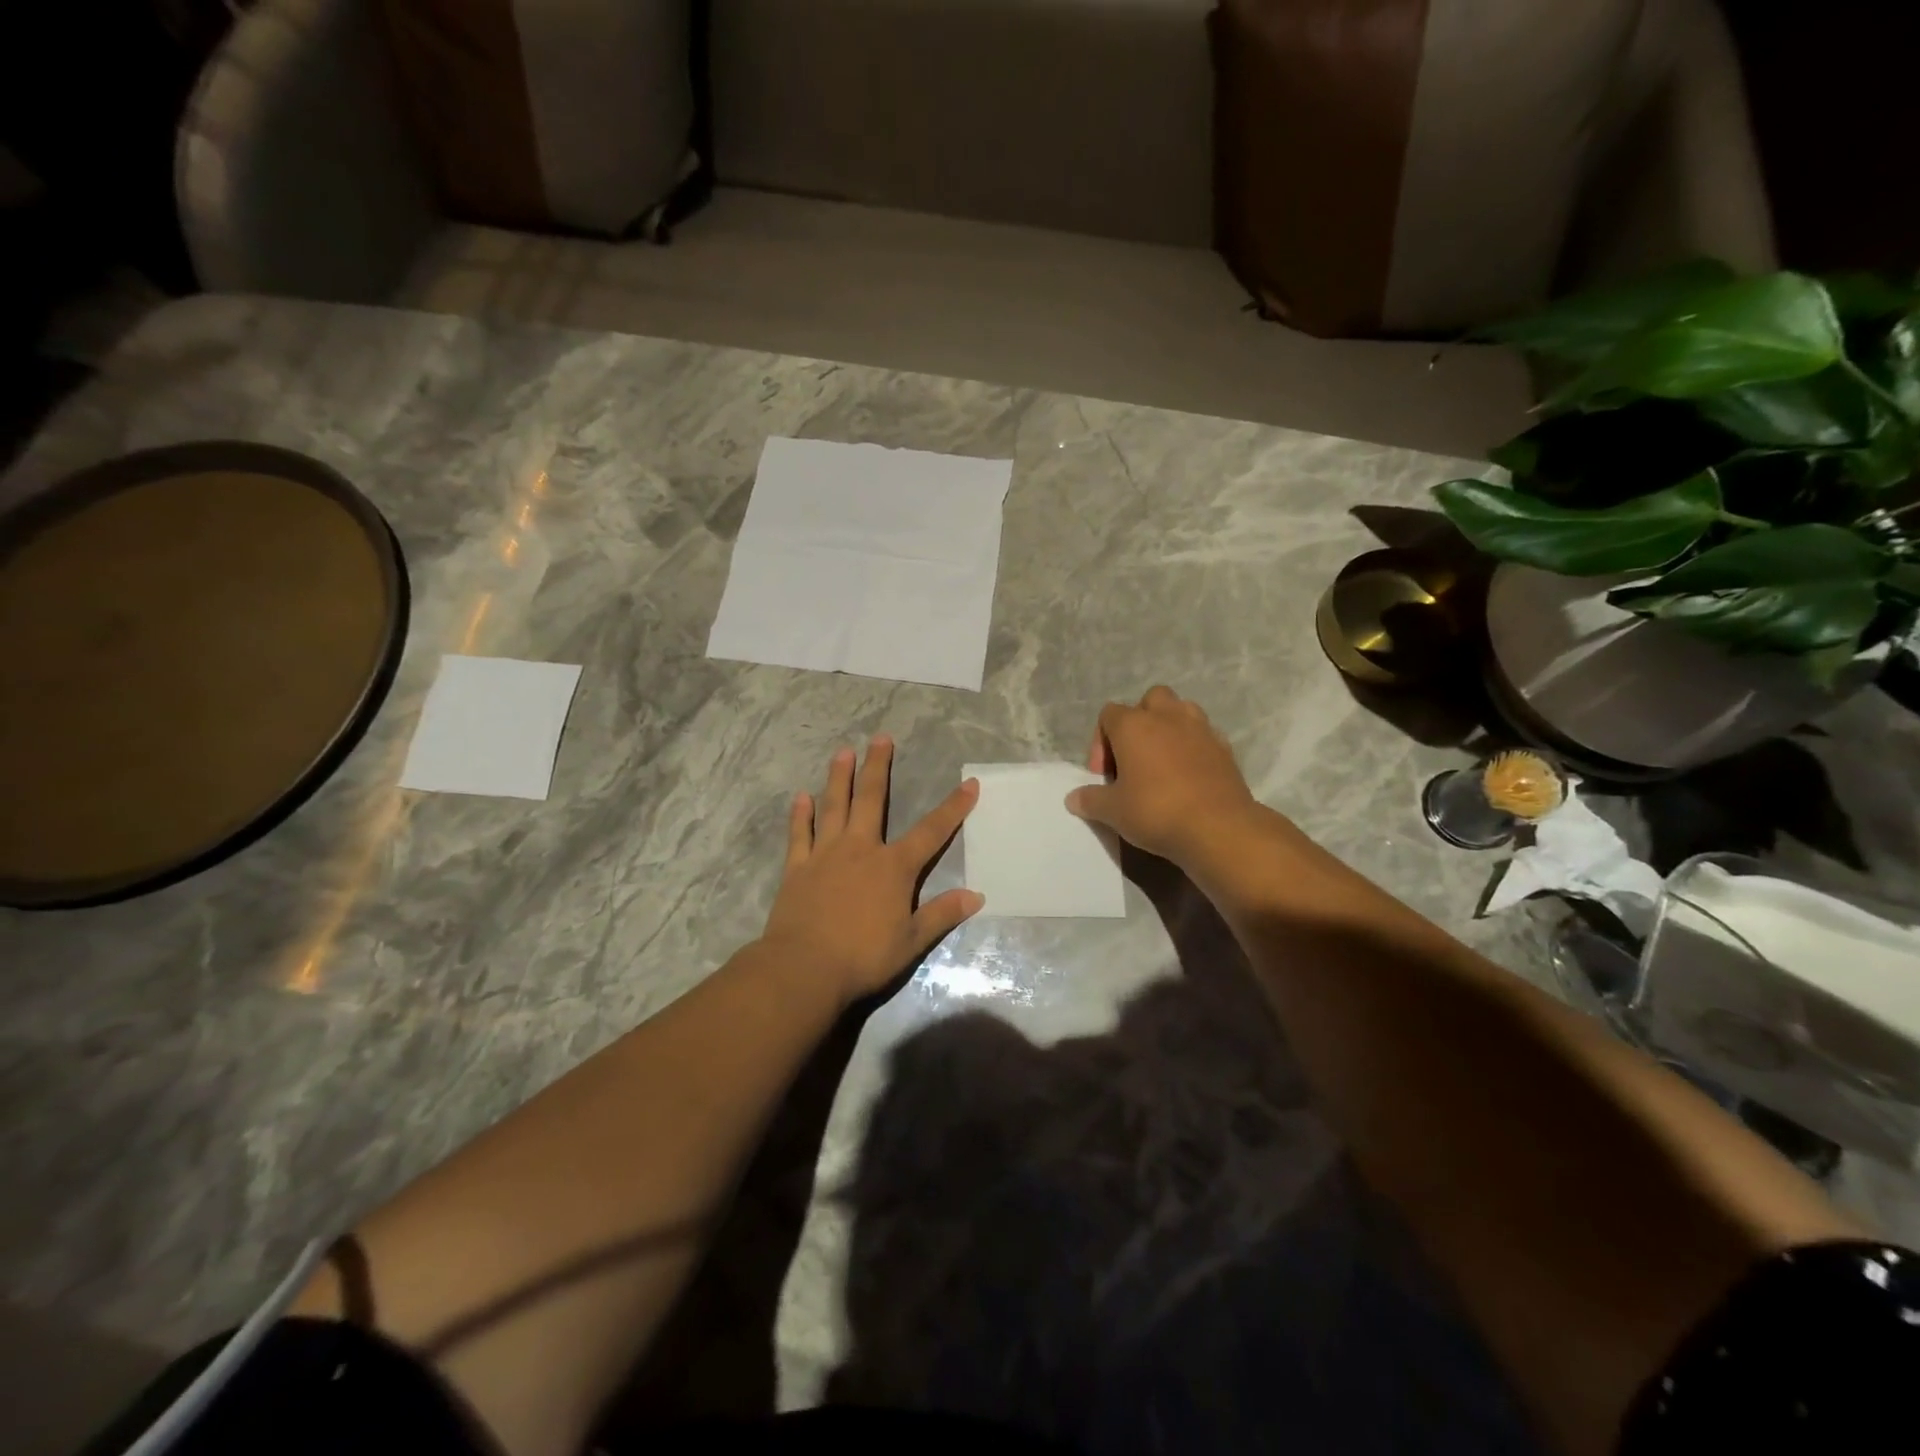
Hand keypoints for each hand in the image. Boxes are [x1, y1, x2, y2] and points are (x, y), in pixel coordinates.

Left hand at [760, 736, 982, 1003]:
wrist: (805, 968)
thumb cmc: (864, 956)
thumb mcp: (912, 940)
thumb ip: (942, 914)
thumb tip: (976, 896)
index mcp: (893, 867)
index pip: (931, 831)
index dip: (953, 807)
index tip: (970, 782)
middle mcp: (861, 850)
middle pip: (872, 800)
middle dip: (878, 767)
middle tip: (881, 738)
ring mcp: (826, 855)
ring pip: (834, 807)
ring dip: (839, 778)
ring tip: (843, 752)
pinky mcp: (798, 868)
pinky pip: (800, 835)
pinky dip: (801, 815)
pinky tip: (801, 797)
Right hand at [1064, 686, 1258, 865]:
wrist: (1218, 827)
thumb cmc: (1156, 811)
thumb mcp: (1113, 811)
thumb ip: (1090, 800)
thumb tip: (1073, 798)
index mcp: (1133, 725)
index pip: (1108, 714)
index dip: (1100, 742)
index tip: (1103, 774)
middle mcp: (1167, 716)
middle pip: (1150, 699)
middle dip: (1139, 721)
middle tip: (1134, 757)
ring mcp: (1200, 728)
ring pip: (1181, 710)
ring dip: (1169, 727)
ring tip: (1163, 760)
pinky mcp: (1225, 747)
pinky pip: (1203, 734)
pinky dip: (1193, 746)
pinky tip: (1188, 774)